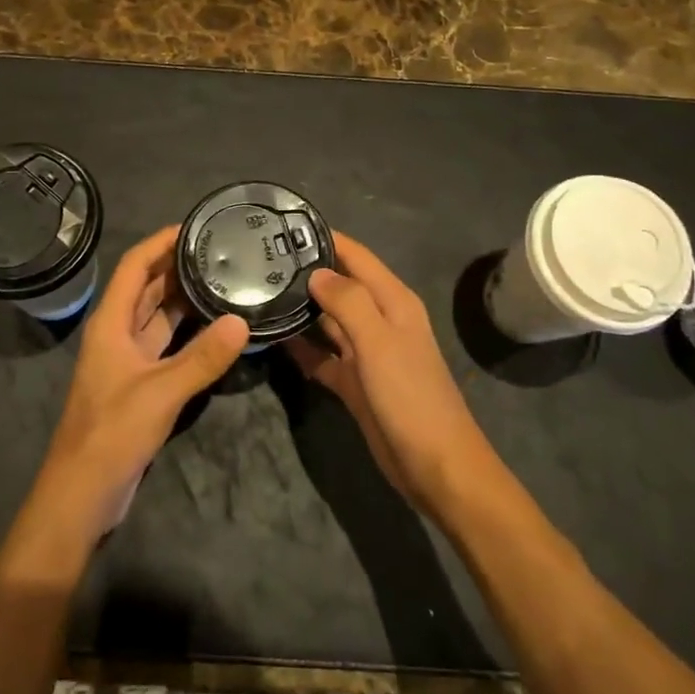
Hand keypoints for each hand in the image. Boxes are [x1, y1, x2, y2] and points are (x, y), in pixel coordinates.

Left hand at [37, 226, 247, 541]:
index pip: (134, 267)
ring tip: (223, 278)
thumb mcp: (161, 392)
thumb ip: (202, 358)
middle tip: (219, 250)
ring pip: (157, 315)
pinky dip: (188, 330)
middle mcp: (117, 333)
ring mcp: (128, 359)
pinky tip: (216, 326)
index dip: (159, 243)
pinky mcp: (140, 382)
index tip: (194, 227)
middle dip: (177, 265)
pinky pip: (166, 343)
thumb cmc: (112, 432)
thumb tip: (242, 322)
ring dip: (183, 297)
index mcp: (111, 323)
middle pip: (146, 287)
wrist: (83, 492)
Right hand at [285, 233, 492, 514]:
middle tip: (258, 261)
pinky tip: (273, 340)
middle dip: (306, 271)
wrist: (436, 466)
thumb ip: (348, 301)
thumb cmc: (410, 396)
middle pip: (339, 284)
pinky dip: (303, 348)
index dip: (325, 238)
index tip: (283, 226)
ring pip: (328, 319)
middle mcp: (379, 319)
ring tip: (258, 292)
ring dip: (301, 308)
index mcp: (392, 301)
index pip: (355, 255)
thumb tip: (315, 272)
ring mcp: (367, 352)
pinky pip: (323, 356)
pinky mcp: (355, 381)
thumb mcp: (379, 342)